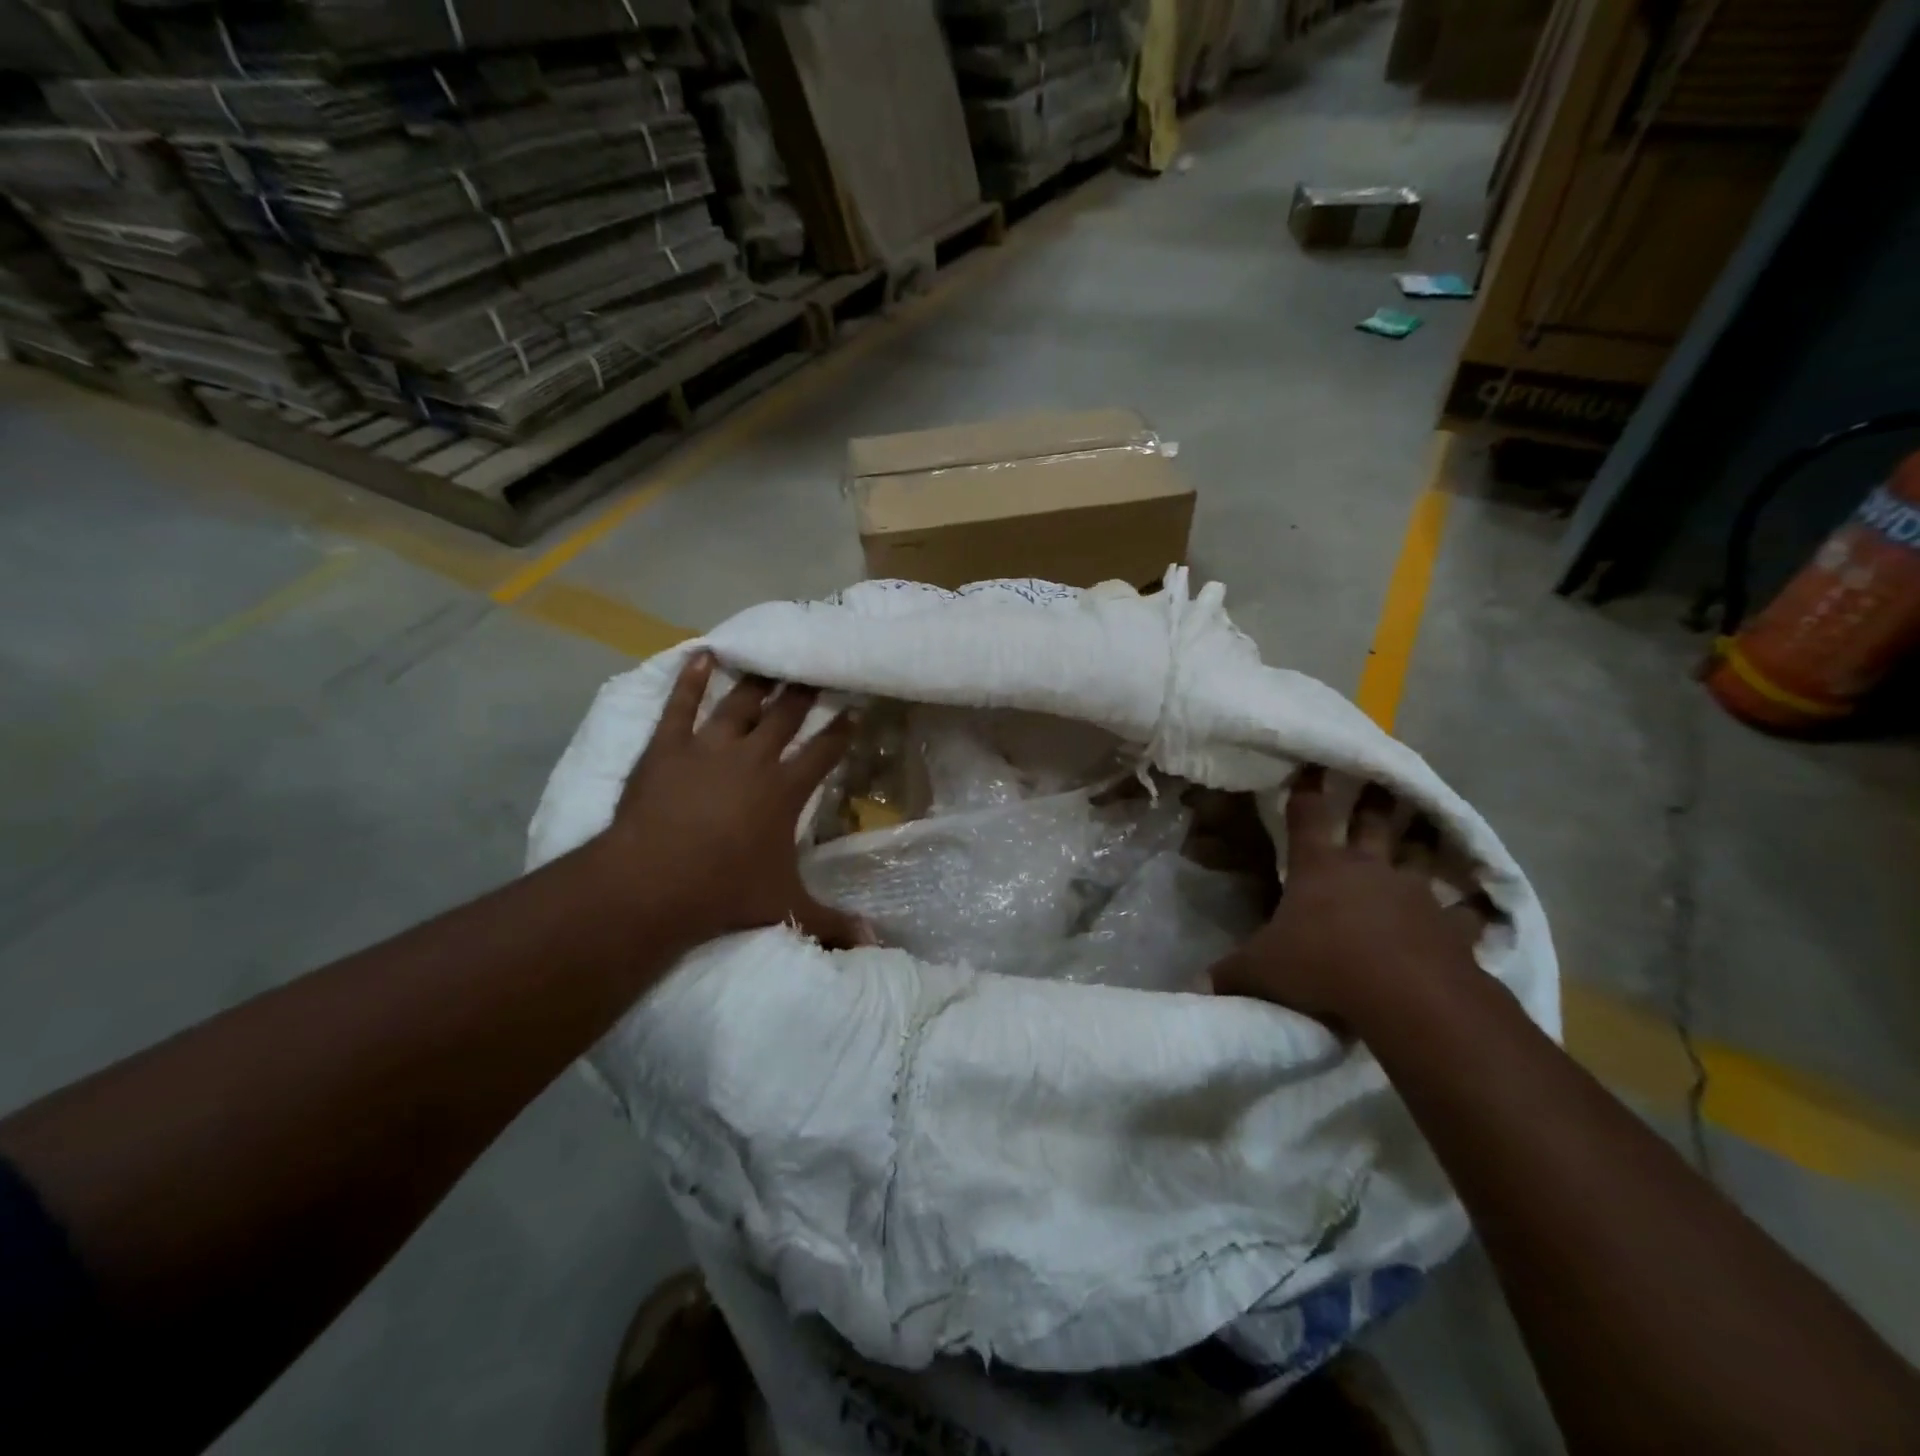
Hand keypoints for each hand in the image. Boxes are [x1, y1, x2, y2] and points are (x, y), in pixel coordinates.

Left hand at [592, 651, 864, 954]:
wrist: (652, 883)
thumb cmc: (724, 892)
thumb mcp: (786, 908)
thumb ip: (833, 924)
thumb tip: (876, 944)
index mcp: (785, 790)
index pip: (823, 752)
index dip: (841, 730)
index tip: (854, 709)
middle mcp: (753, 759)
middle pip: (785, 716)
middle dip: (803, 692)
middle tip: (815, 668)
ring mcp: (708, 748)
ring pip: (739, 703)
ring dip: (757, 681)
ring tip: (770, 660)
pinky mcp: (667, 747)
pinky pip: (681, 705)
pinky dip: (691, 679)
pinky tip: (701, 655)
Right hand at [1208, 766, 1490, 1026]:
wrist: (1405, 998)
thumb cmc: (1322, 967)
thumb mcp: (1260, 971)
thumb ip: (1230, 973)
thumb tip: (1198, 985)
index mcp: (1318, 868)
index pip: (1307, 815)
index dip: (1306, 788)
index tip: (1312, 764)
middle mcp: (1369, 870)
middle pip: (1374, 823)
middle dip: (1376, 799)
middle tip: (1384, 779)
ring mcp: (1416, 895)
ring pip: (1422, 857)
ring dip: (1425, 841)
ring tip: (1431, 825)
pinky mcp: (1452, 929)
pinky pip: (1467, 915)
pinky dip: (1473, 910)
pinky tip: (1482, 908)